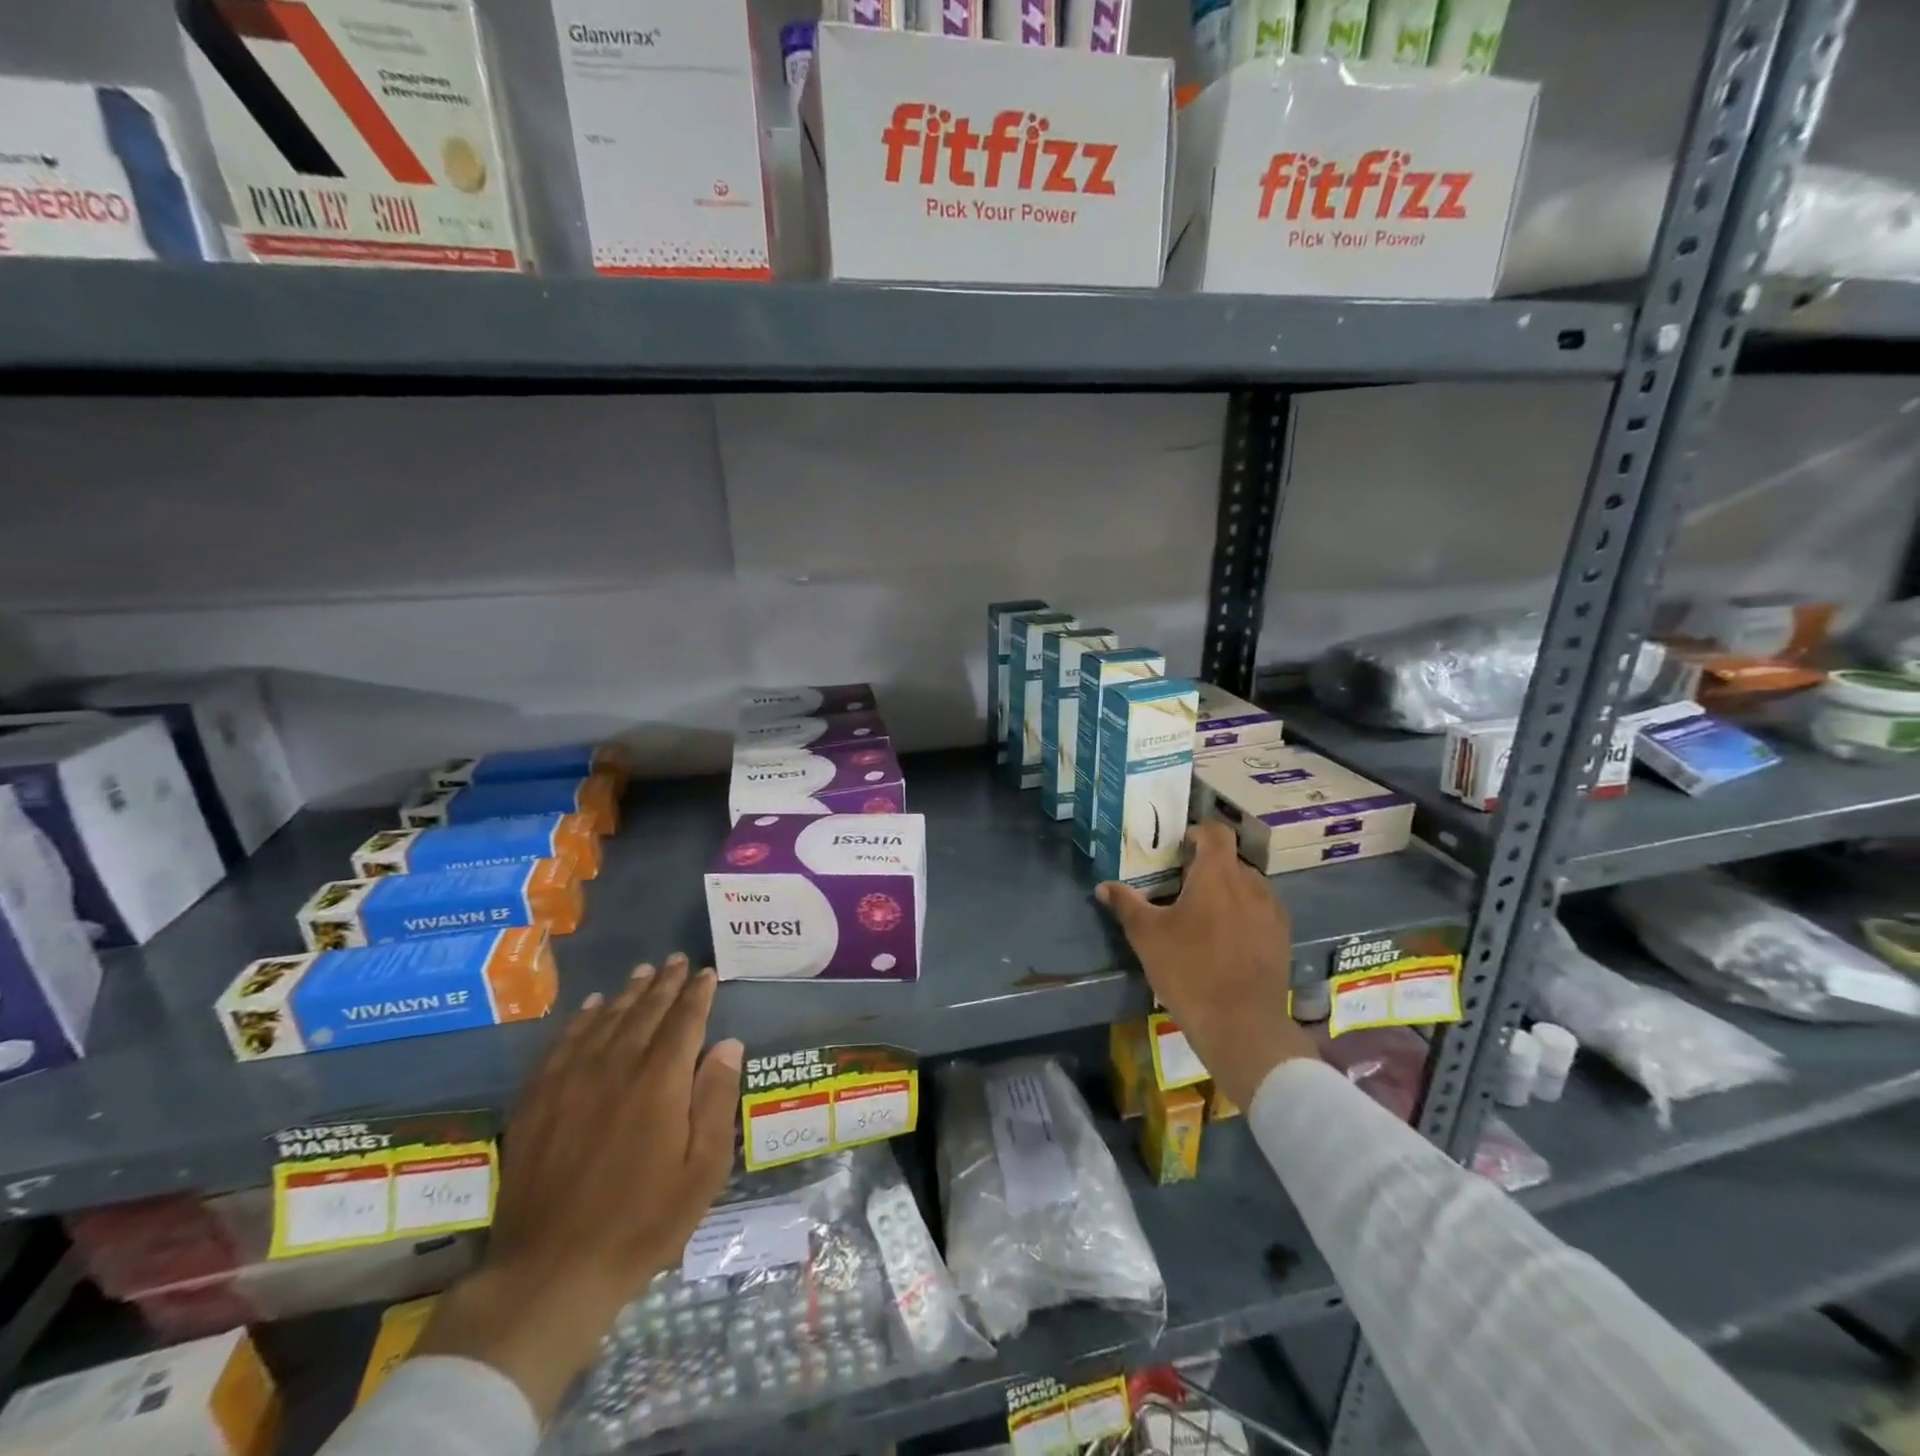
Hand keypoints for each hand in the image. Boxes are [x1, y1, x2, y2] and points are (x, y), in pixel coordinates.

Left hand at [415, 954, 743, 1421]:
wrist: (551, 1271)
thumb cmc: (642, 1222)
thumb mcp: (702, 1170)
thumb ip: (716, 1099)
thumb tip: (729, 1044)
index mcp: (660, 1081)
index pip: (685, 1021)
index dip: (698, 994)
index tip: (707, 973)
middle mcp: (616, 1066)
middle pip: (645, 1012)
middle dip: (665, 984)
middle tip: (677, 960)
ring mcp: (571, 1081)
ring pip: (605, 1020)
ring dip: (628, 993)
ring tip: (643, 973)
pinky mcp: (538, 1100)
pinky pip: (563, 1043)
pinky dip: (581, 1019)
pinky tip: (591, 1008)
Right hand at [1097, 820, 1317, 1108]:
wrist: (1241, 1025)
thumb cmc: (1188, 971)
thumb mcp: (1147, 937)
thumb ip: (1126, 904)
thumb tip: (1104, 886)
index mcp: (1218, 875)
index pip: (1216, 833)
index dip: (1198, 833)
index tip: (1179, 847)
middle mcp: (1251, 885)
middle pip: (1230, 861)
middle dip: (1207, 867)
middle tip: (1181, 887)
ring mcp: (1271, 912)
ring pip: (1248, 886)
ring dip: (1227, 891)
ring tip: (1204, 916)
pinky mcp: (1281, 938)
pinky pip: (1261, 911)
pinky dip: (1243, 913)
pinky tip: (1226, 940)